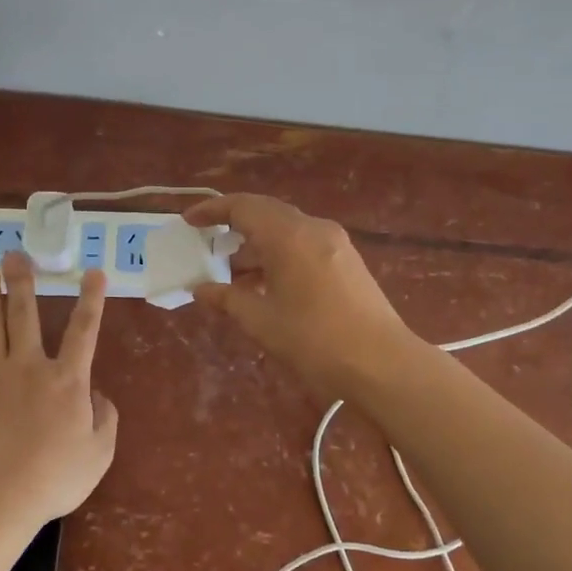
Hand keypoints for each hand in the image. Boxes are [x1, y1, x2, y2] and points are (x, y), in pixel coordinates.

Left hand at [0, 252, 119, 522]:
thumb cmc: (56, 476)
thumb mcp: (99, 452)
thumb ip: (105, 419)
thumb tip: (98, 396)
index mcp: (68, 379)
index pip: (84, 330)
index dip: (91, 299)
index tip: (93, 271)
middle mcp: (30, 367)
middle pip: (25, 315)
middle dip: (21, 282)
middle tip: (15, 253)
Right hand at [184, 194, 421, 398]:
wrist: (382, 363)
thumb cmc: (315, 341)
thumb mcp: (262, 322)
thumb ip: (227, 299)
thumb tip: (199, 289)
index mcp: (289, 235)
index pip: (243, 207)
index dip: (212, 210)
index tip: (189, 221)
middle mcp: (313, 228)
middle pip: (266, 213)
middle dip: (234, 225)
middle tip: (207, 243)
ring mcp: (335, 243)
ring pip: (287, 230)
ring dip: (258, 244)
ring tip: (232, 273)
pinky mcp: (347, 260)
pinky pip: (304, 244)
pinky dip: (279, 255)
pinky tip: (266, 284)